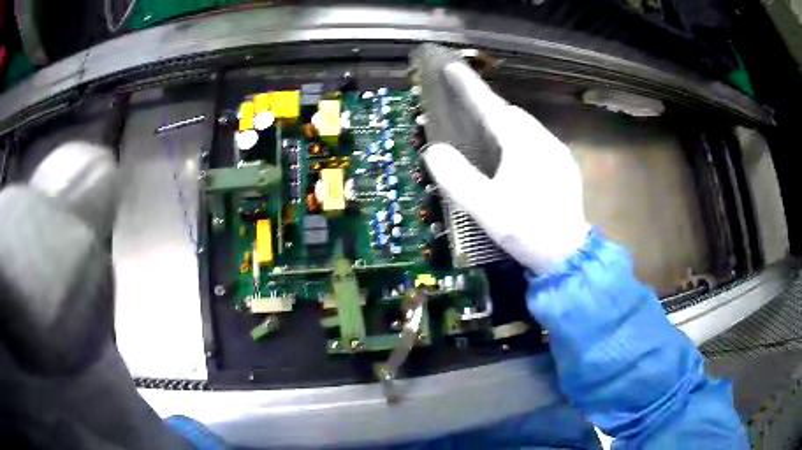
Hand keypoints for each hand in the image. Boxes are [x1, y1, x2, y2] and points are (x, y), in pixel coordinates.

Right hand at [422, 63, 589, 271]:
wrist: (567, 255)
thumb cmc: (527, 229)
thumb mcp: (486, 208)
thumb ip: (457, 178)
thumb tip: (434, 151)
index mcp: (524, 145)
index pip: (492, 106)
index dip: (470, 86)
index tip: (452, 66)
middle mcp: (544, 141)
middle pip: (512, 114)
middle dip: (488, 106)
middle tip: (467, 106)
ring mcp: (558, 154)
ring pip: (527, 127)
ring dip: (505, 123)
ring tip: (485, 132)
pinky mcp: (564, 167)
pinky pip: (537, 141)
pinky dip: (520, 139)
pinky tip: (513, 157)